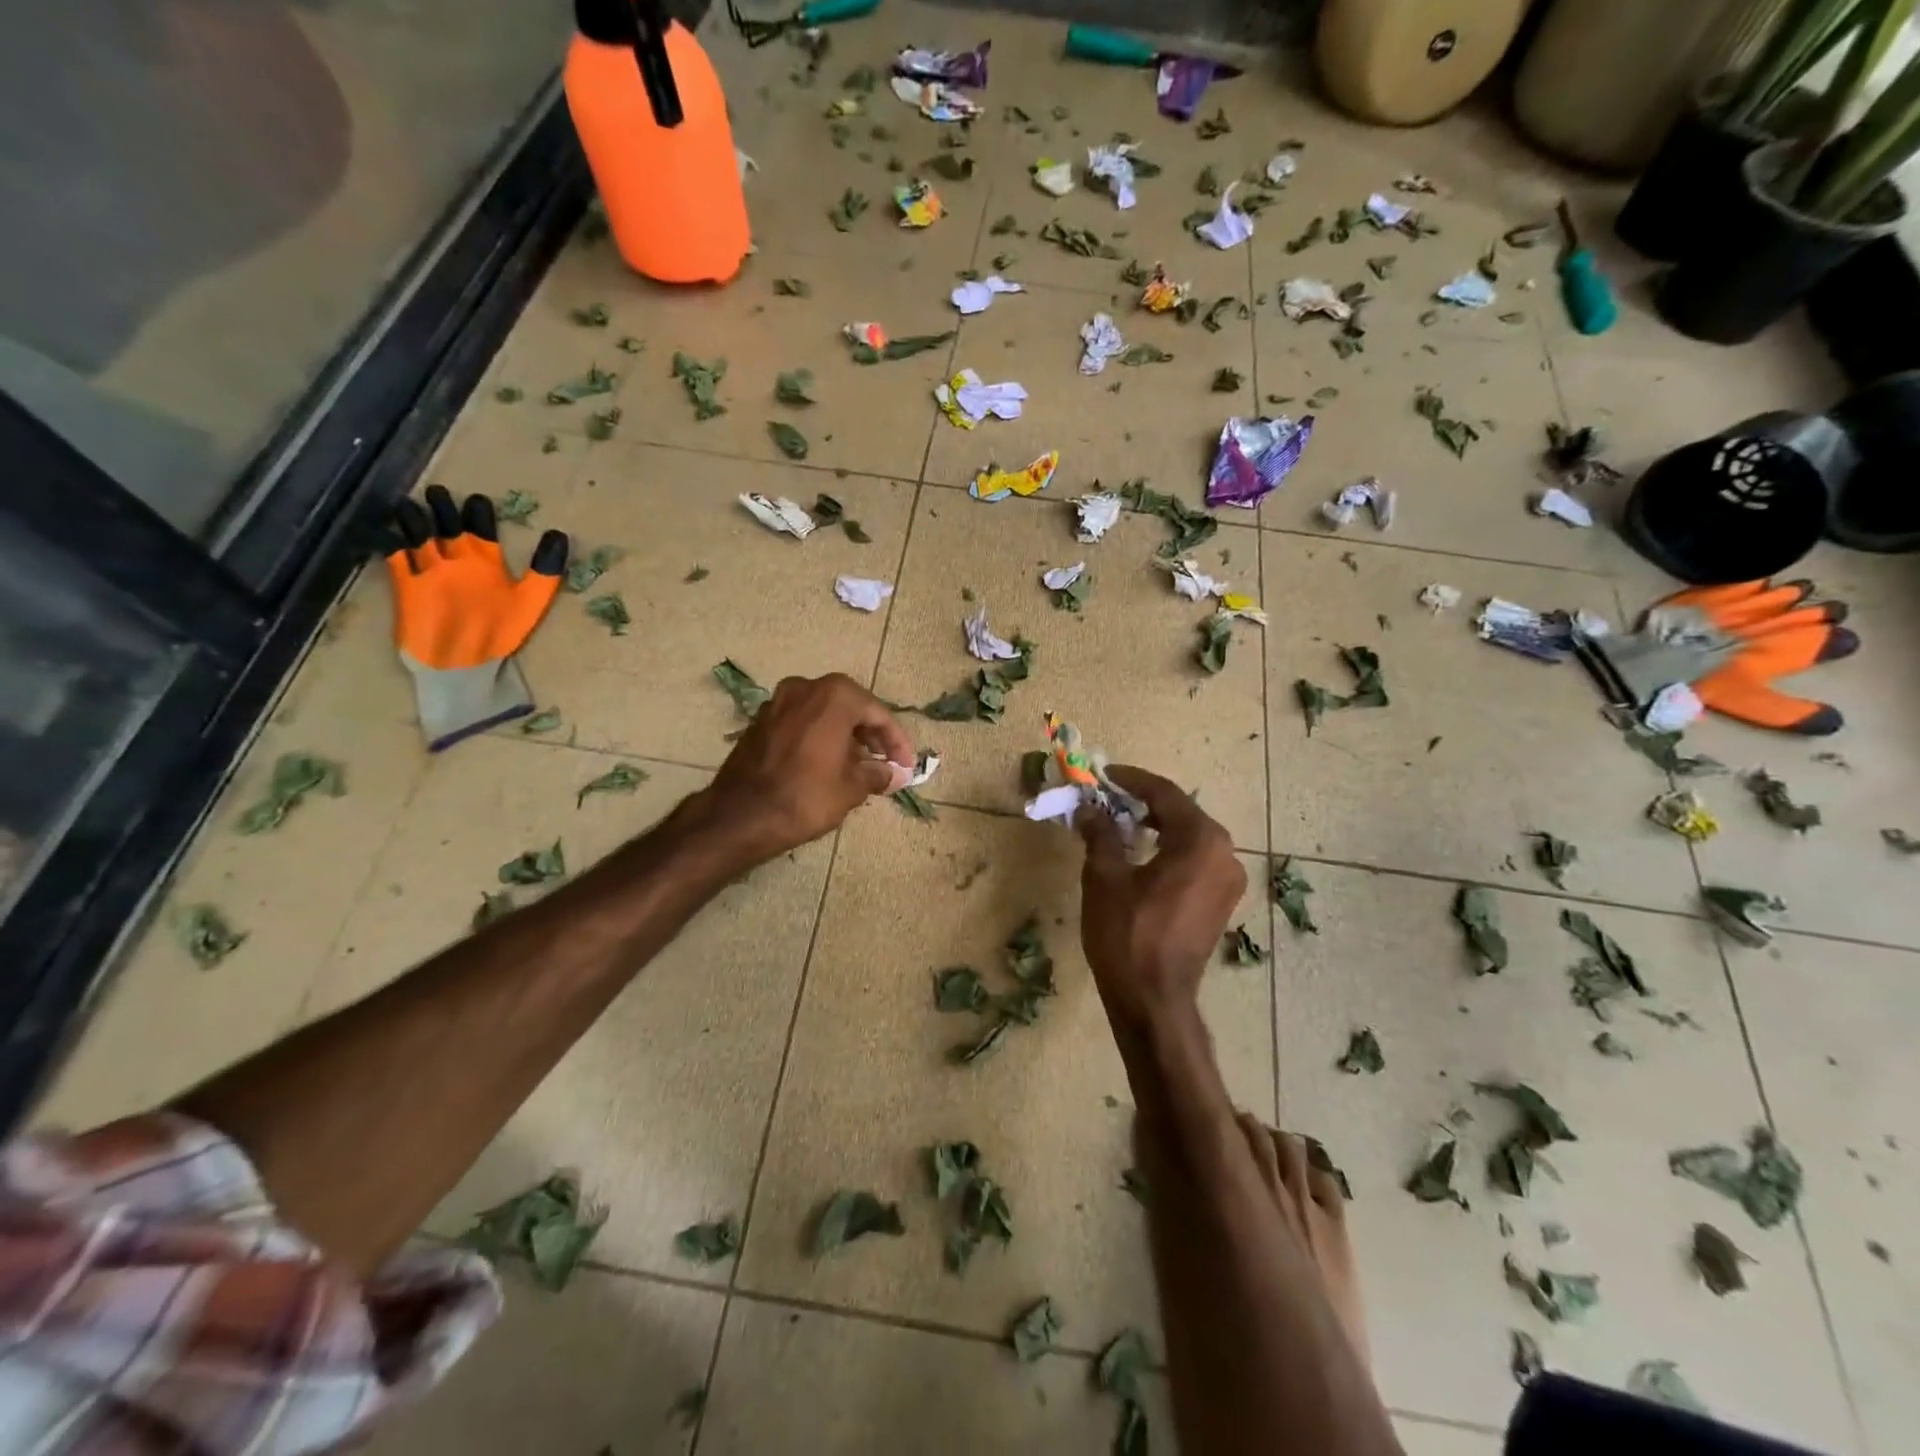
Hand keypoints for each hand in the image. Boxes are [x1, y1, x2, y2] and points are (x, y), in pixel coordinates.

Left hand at [698, 674, 915, 864]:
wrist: (740, 816)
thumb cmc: (805, 796)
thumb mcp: (851, 788)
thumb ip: (877, 774)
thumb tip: (892, 774)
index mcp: (834, 696)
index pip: (878, 713)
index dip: (897, 742)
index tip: (907, 766)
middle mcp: (805, 687)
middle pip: (850, 707)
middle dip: (872, 736)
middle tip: (887, 764)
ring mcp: (778, 702)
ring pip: (824, 713)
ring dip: (846, 736)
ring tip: (860, 767)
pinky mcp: (760, 721)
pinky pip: (802, 722)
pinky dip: (820, 737)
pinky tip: (829, 764)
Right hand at [1078, 766, 1245, 1027]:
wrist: (1153, 1000)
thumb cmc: (1127, 934)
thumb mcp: (1105, 877)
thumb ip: (1100, 834)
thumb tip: (1089, 810)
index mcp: (1201, 841)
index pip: (1165, 794)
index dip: (1132, 780)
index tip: (1105, 774)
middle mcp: (1225, 854)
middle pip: (1182, 813)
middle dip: (1144, 802)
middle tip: (1109, 798)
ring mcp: (1228, 881)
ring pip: (1190, 837)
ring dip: (1157, 826)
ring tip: (1120, 823)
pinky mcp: (1221, 902)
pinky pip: (1196, 860)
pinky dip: (1170, 849)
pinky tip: (1142, 854)